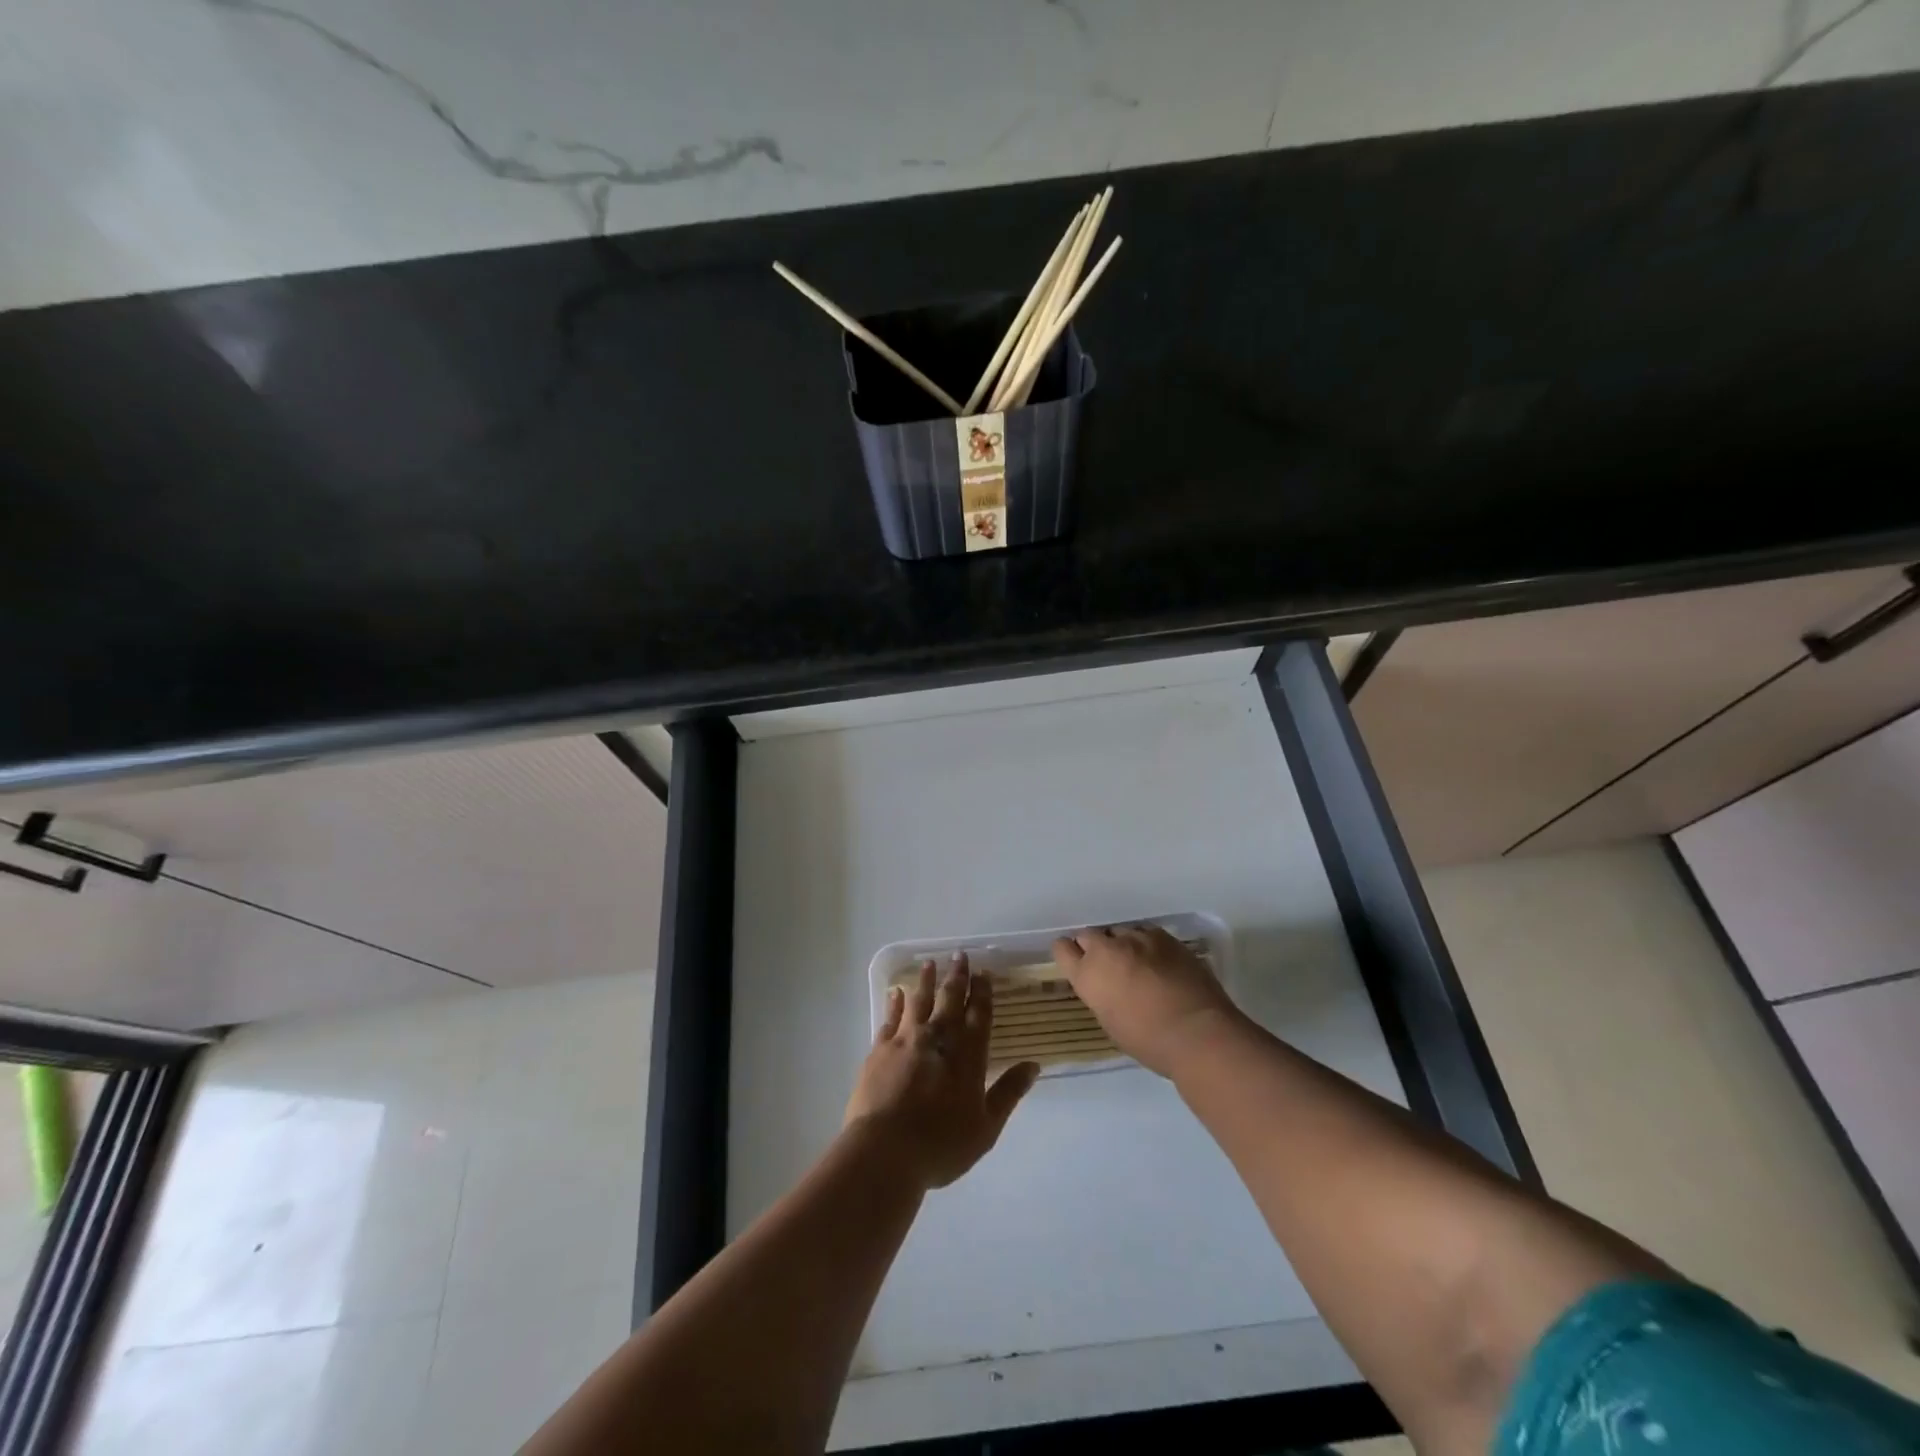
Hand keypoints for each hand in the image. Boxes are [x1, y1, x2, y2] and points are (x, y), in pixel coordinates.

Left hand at [845, 954, 1039, 1190]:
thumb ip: (1008, 1093)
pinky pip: (889, 1018)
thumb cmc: (940, 1145)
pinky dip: (894, 1003)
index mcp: (967, 1056)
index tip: (984, 972)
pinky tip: (896, 992)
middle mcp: (938, 1039)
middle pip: (949, 1000)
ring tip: (930, 963)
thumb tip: (1034, 1065)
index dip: (982, 993)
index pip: (978, 1015)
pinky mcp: (879, 1050)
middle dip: (957, 976)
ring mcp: (906, 1041)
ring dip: (926, 981)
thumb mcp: (986, 1128)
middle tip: (959, 954)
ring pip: (919, 1001)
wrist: (884, 1152)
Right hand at [1052, 925, 1244, 1077]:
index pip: (1062, 948)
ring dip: (1123, 945)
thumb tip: (1107, 985)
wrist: (1197, 1032)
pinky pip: (1146, 932)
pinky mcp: (1164, 936)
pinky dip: (1148, 944)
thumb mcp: (1110, 1021)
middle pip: (1089, 935)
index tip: (1078, 963)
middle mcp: (1106, 950)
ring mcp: (1136, 938)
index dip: (1069, 954)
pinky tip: (1160, 961)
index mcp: (1087, 975)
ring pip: (1119, 932)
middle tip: (1110, 966)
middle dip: (1095, 947)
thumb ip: (1101, 994)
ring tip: (1139, 963)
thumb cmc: (1149, 1042)